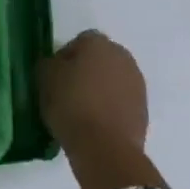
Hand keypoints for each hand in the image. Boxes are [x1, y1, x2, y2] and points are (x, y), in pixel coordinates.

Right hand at [39, 30, 147, 153]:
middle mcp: (122, 57)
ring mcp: (137, 83)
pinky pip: (121, 100)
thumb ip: (49, 64)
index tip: (54, 76)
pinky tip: (96, 123)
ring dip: (100, 89)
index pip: (79, 41)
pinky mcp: (143, 108)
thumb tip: (56, 64)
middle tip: (67, 90)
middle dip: (86, 70)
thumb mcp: (45, 79)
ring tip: (82, 110)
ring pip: (113, 79)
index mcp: (98, 44)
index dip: (65, 57)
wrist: (105, 147)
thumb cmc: (71, 105)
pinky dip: (110, 106)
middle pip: (100, 59)